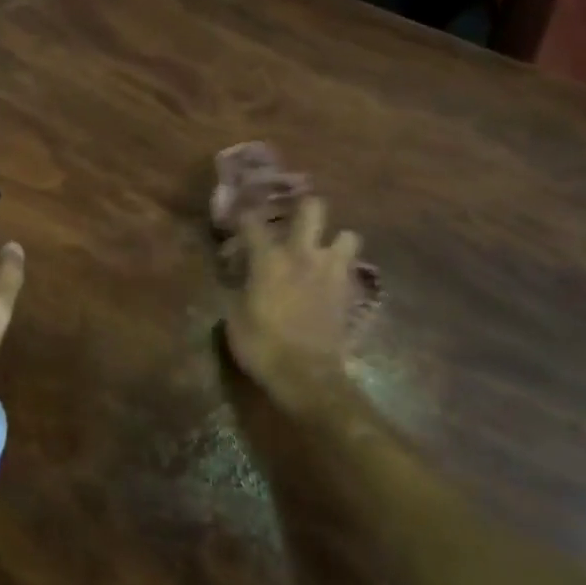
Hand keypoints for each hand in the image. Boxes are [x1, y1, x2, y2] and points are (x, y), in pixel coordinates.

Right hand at [222, 196, 361, 418]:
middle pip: (313, 208)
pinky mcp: (348, 292)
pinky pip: (351, 269)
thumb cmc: (262, 347)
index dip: (244, 216)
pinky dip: (342, 269)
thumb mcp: (234, 319)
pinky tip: (330, 280)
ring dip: (335, 240)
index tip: (238, 218)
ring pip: (347, 235)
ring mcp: (331, 272)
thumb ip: (236, 289)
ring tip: (322, 252)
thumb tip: (237, 278)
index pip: (253, 222)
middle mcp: (303, 255)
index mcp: (270, 259)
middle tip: (294, 218)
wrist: (308, 377)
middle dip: (304, 207)